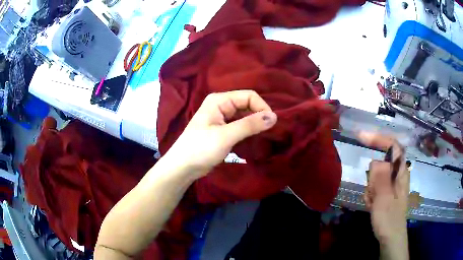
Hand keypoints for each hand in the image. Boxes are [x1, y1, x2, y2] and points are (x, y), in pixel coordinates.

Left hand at [165, 90, 276, 177]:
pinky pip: (240, 126)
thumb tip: (274, 116)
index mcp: (219, 100)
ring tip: (265, 136)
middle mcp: (221, 105)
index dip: (262, 107)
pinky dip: (249, 131)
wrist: (183, 167)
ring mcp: (222, 118)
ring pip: (245, 116)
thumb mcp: (226, 136)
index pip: (249, 96)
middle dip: (259, 116)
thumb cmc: (200, 149)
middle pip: (248, 105)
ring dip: (255, 125)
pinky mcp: (223, 130)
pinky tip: (255, 139)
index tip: (271, 124)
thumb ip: (250, 125)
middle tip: (270, 132)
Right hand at [358, 132, 409, 244]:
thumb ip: (381, 178)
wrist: (390, 238)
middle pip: (381, 163)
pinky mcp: (386, 192)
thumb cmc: (389, 219)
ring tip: (373, 203)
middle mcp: (397, 174)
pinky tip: (372, 206)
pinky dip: (370, 195)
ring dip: (371, 188)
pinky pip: (374, 187)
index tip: (361, 137)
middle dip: (373, 177)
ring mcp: (391, 184)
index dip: (379, 138)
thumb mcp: (384, 199)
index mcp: (401, 172)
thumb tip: (375, 160)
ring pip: (376, 176)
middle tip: (373, 194)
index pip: (392, 146)